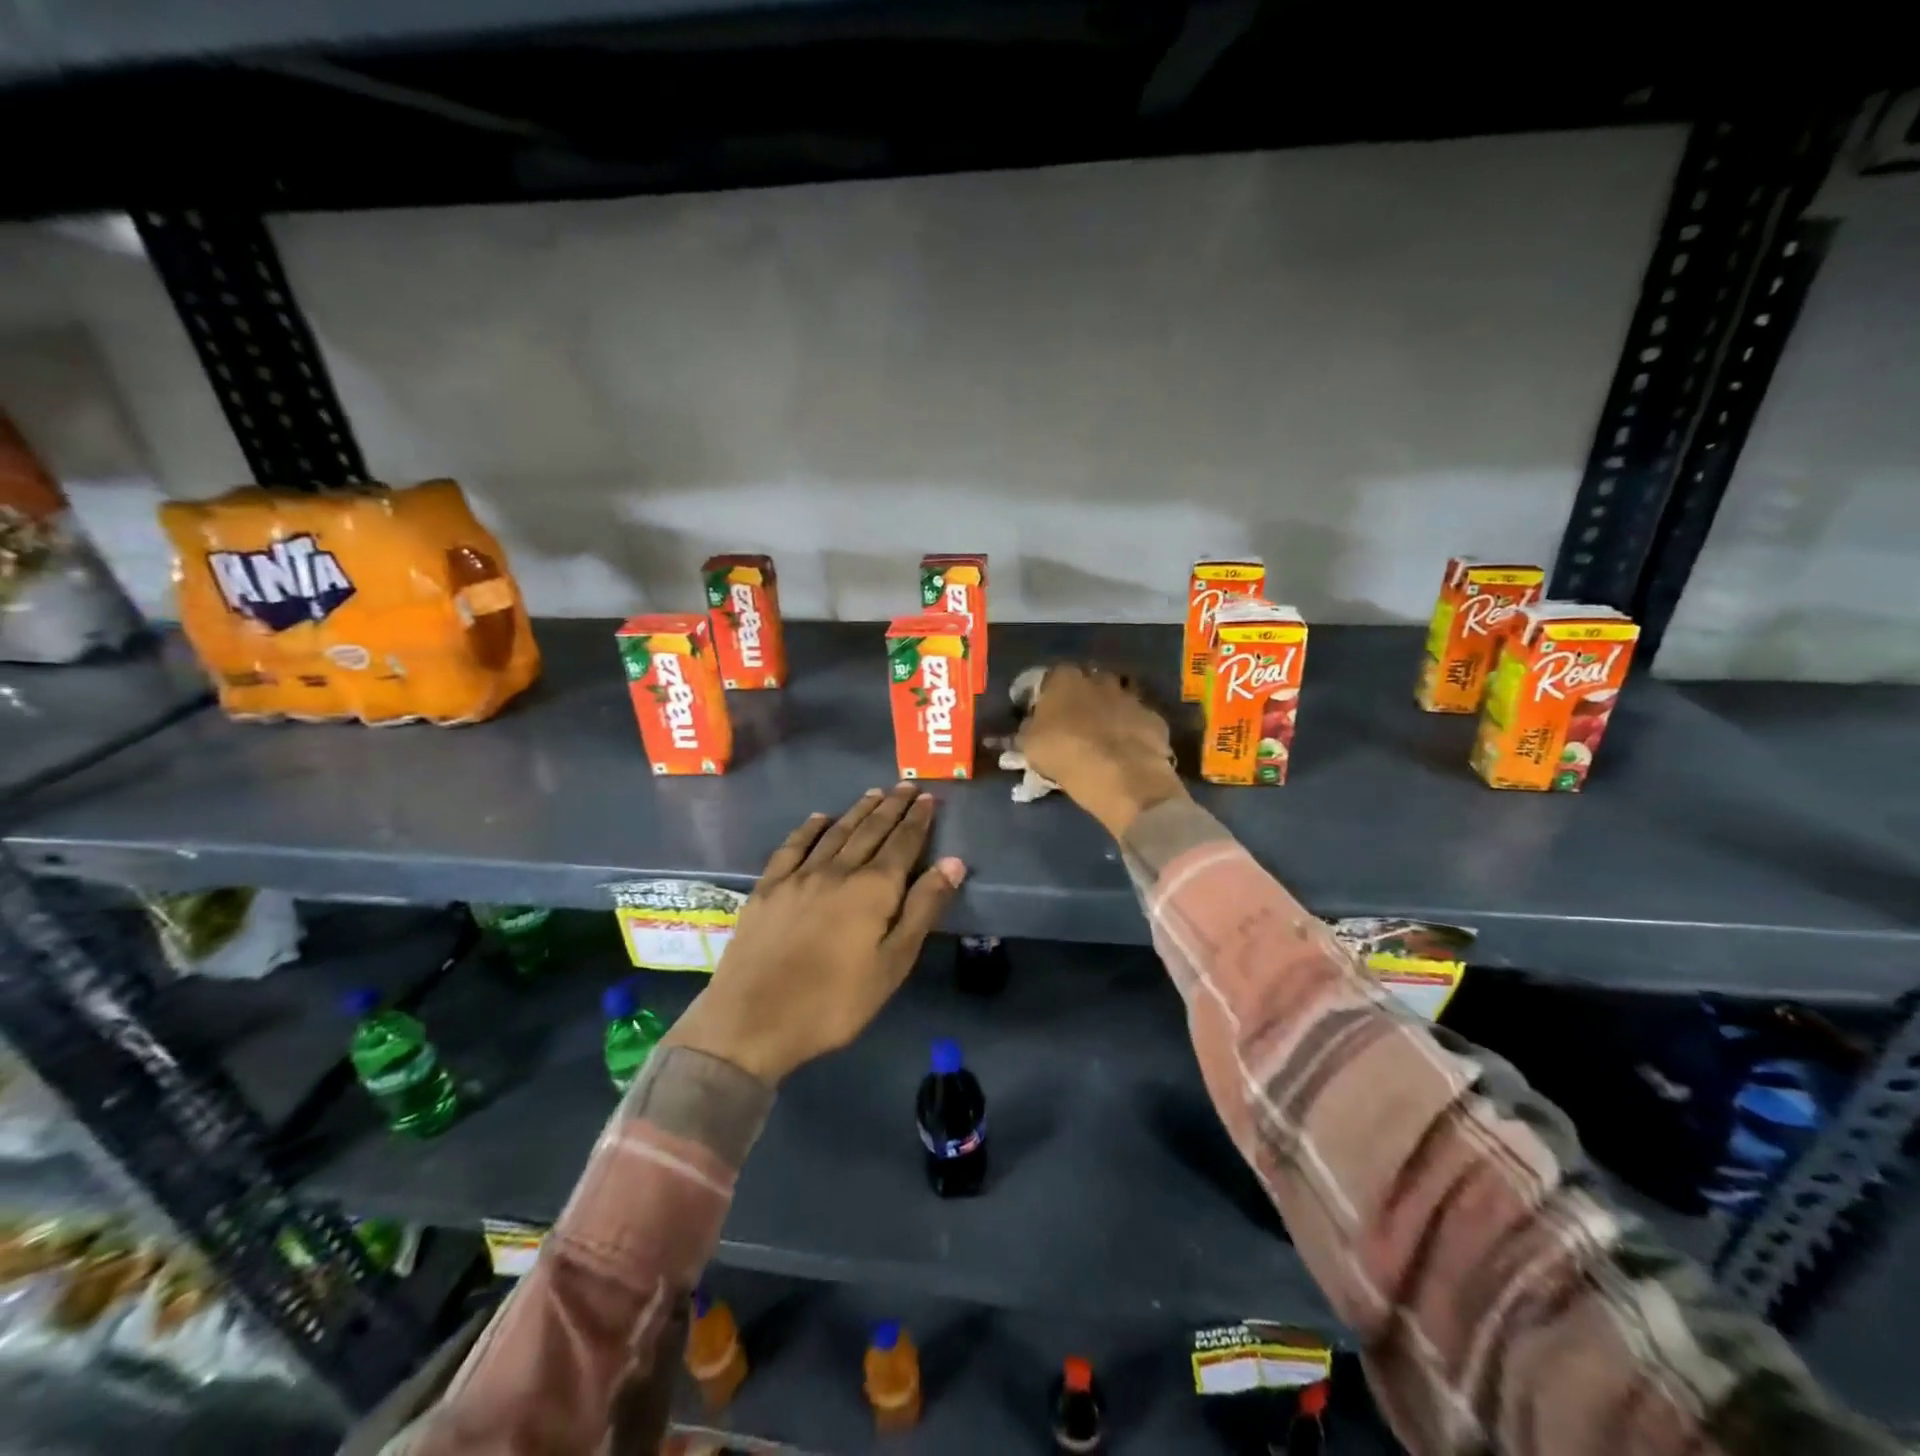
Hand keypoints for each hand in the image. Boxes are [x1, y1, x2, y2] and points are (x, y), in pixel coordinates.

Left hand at [662, 785, 966, 1084]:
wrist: (752, 1020)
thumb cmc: (834, 1002)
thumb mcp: (892, 964)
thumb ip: (923, 909)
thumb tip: (953, 862)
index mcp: (873, 889)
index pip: (902, 844)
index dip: (917, 820)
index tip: (927, 798)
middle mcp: (838, 871)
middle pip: (870, 830)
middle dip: (891, 807)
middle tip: (906, 786)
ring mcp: (799, 877)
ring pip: (836, 833)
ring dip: (858, 811)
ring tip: (874, 793)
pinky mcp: (768, 888)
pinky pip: (793, 847)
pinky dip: (809, 829)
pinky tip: (818, 818)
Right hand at [1015, 665, 1186, 837]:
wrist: (1123, 776)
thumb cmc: (1066, 754)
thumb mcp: (1030, 746)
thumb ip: (1026, 731)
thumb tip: (1026, 728)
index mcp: (1065, 679)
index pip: (1050, 678)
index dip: (1045, 697)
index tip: (1041, 715)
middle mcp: (1099, 679)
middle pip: (1087, 684)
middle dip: (1080, 700)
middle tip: (1072, 725)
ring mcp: (1131, 697)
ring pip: (1115, 700)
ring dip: (1108, 713)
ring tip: (1101, 738)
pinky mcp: (1154, 718)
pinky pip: (1137, 722)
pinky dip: (1131, 732)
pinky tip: (1126, 752)